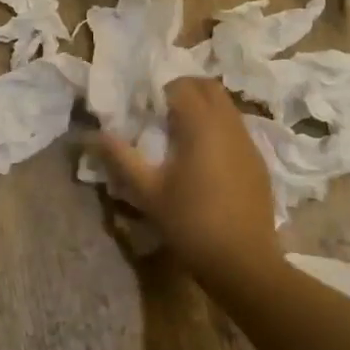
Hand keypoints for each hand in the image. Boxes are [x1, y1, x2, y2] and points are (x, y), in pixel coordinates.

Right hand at [92, 78, 284, 291]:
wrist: (243, 263)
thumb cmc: (191, 223)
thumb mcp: (148, 192)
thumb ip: (120, 157)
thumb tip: (92, 135)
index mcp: (202, 125)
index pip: (181, 86)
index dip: (159, 91)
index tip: (143, 109)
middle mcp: (230, 125)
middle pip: (209, 87)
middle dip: (184, 90)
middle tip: (160, 113)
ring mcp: (249, 143)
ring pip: (226, 107)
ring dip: (203, 109)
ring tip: (179, 136)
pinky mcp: (258, 162)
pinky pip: (236, 129)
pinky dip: (218, 129)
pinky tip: (203, 160)